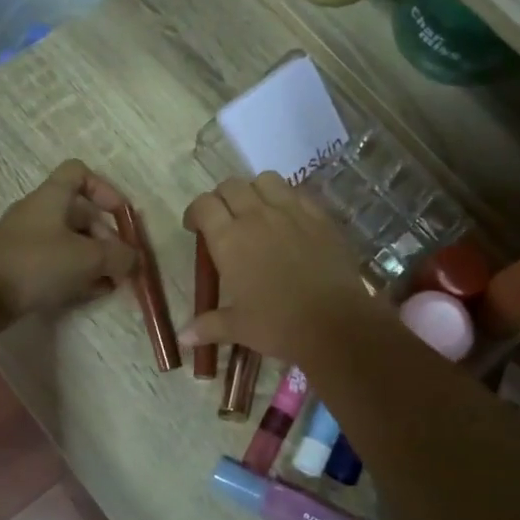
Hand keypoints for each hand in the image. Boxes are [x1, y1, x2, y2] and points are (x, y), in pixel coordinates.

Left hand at [0, 160, 136, 329]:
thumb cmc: (36, 264)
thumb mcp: (88, 258)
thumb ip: (118, 256)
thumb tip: (132, 258)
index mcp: (52, 198)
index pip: (79, 173)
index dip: (105, 189)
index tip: (121, 215)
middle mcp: (38, 213)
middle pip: (80, 214)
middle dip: (105, 237)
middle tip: (120, 263)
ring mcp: (26, 241)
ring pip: (69, 242)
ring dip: (94, 259)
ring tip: (110, 283)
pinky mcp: (19, 267)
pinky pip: (55, 263)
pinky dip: (76, 274)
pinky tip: (91, 293)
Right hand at [179, 173, 384, 364]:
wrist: (336, 324)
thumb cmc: (278, 325)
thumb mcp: (238, 328)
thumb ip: (207, 326)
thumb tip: (183, 338)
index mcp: (229, 239)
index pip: (203, 206)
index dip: (195, 213)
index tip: (195, 228)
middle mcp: (257, 216)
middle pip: (231, 186)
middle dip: (222, 198)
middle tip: (224, 220)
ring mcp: (291, 211)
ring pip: (265, 180)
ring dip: (255, 191)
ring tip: (257, 211)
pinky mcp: (320, 216)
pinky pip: (297, 193)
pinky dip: (287, 198)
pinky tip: (289, 220)